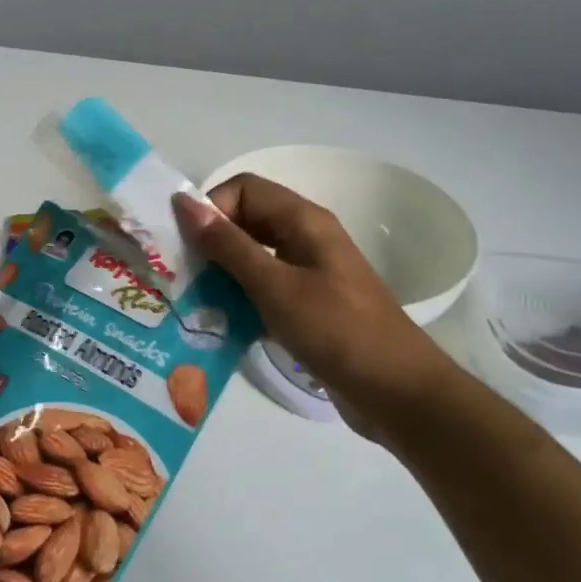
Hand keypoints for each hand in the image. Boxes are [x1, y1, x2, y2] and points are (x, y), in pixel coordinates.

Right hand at [174, 176, 452, 438]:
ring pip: (255, 255)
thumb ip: (228, 245)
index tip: (186, 246)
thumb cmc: (336, 331)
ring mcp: (311, 272)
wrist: (398, 392)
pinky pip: (267, 285)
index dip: (212, 208)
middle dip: (212, 240)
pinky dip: (242, 296)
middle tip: (181, 274)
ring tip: (194, 300)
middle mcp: (307, 237)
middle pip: (248, 220)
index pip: (244, 189)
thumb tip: (184, 202)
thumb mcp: (275, 286)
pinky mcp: (311, 304)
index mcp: (304, 220)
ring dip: (223, 270)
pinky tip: (222, 322)